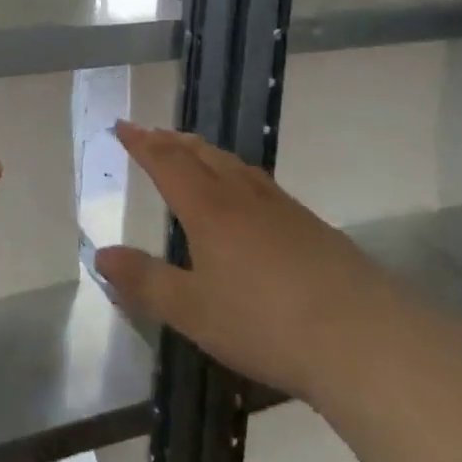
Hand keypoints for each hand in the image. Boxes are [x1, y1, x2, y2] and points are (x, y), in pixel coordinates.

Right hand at [94, 122, 378, 400]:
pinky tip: (248, 192)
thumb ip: (146, 281)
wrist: (361, 336)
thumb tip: (100, 255)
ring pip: (233, 165)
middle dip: (171, 141)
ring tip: (193, 150)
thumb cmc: (265, 323)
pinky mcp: (310, 225)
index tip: (122, 125)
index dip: (142, 143)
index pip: (166, 162)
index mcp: (207, 208)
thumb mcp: (194, 311)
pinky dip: (237, 172)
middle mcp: (240, 196)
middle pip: (201, 154)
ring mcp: (280, 207)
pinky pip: (260, 182)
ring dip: (205, 152)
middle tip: (152, 133)